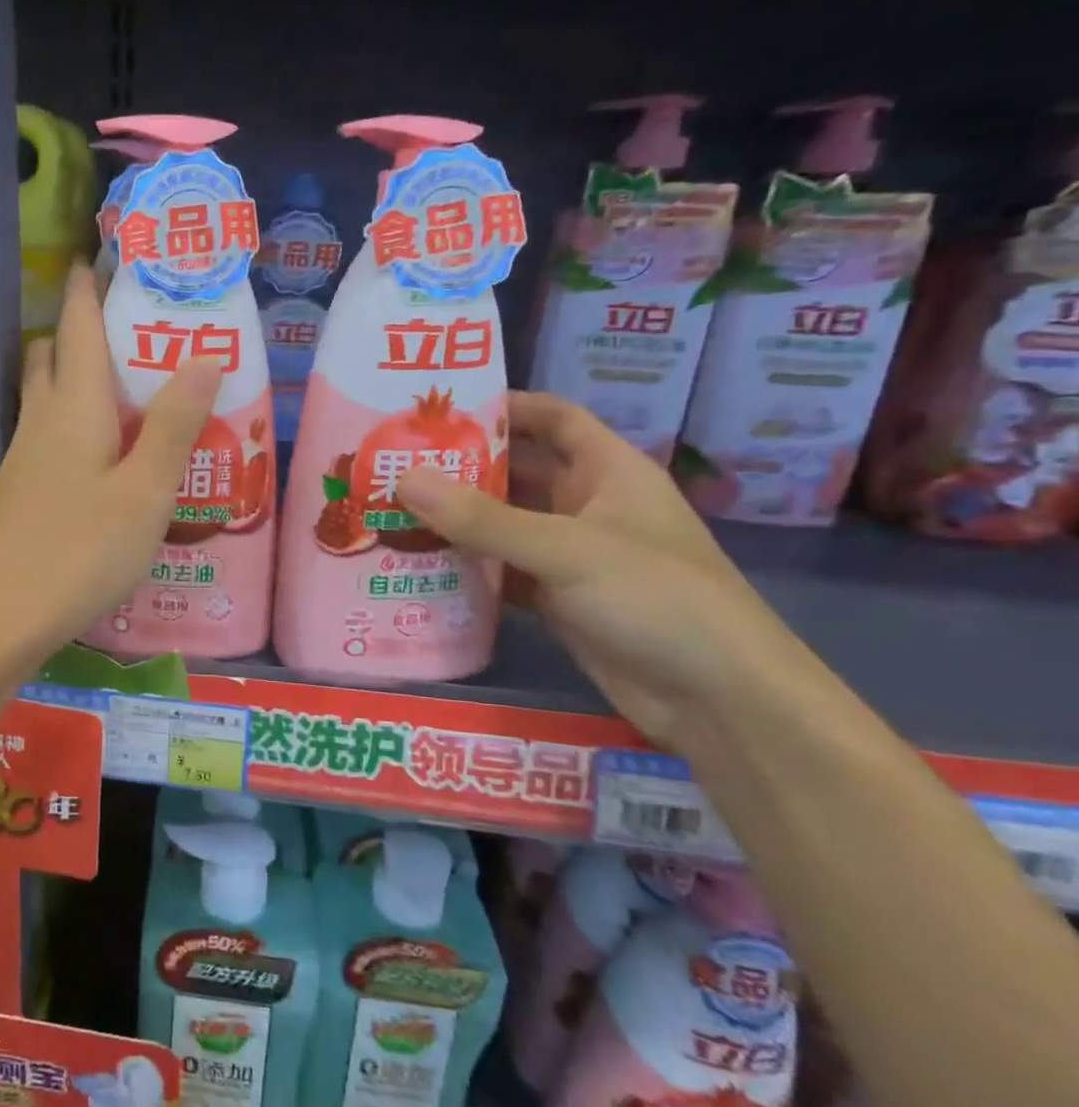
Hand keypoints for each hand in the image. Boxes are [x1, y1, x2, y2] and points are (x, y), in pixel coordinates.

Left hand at [0, 265, 220, 664]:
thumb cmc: (77, 552)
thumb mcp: (144, 492)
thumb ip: (174, 425)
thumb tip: (203, 354)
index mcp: (73, 406)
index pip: (78, 324)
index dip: (91, 285)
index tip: (109, 254)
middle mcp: (41, 421)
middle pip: (54, 355)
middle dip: (84, 330)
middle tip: (139, 331)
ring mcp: (24, 460)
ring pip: (49, 399)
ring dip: (82, 381)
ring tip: (137, 393)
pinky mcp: (20, 495)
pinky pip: (50, 439)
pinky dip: (78, 427)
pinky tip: (110, 461)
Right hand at [396, 392, 816, 748]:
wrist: (717, 700)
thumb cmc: (656, 598)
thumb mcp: (566, 550)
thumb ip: (482, 518)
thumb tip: (403, 478)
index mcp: (608, 471)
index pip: (554, 418)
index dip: (504, 406)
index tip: (439, 407)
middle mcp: (587, 505)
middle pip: (517, 471)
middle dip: (461, 465)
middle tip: (393, 461)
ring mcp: (571, 555)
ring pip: (504, 524)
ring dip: (455, 519)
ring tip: (390, 508)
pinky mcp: (556, 599)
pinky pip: (501, 570)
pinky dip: (465, 566)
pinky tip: (417, 564)